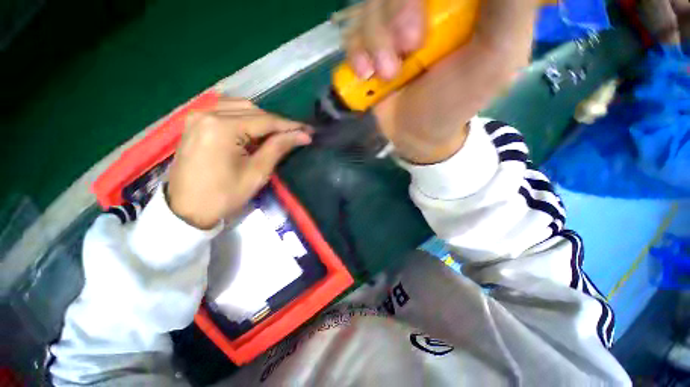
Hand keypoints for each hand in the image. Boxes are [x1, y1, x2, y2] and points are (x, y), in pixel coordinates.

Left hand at [167, 98, 311, 229]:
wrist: (186, 210)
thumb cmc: (224, 195)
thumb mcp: (257, 172)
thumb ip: (279, 148)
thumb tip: (302, 135)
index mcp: (223, 127)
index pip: (265, 120)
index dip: (290, 126)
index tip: (308, 131)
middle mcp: (208, 113)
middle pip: (253, 110)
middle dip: (277, 123)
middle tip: (295, 135)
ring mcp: (198, 115)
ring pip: (240, 107)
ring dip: (262, 119)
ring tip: (276, 135)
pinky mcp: (195, 122)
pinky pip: (225, 111)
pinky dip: (244, 118)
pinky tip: (252, 130)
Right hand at [346, 0, 538, 163]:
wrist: (417, 132)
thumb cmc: (457, 100)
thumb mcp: (498, 58)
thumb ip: (511, 10)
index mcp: (463, 0)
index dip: (418, 3)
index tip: (423, 33)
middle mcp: (427, 3)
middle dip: (399, 10)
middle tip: (409, 47)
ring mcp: (394, 20)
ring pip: (372, 4)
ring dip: (376, 41)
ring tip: (388, 75)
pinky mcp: (371, 42)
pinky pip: (353, 30)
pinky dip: (356, 52)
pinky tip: (366, 74)